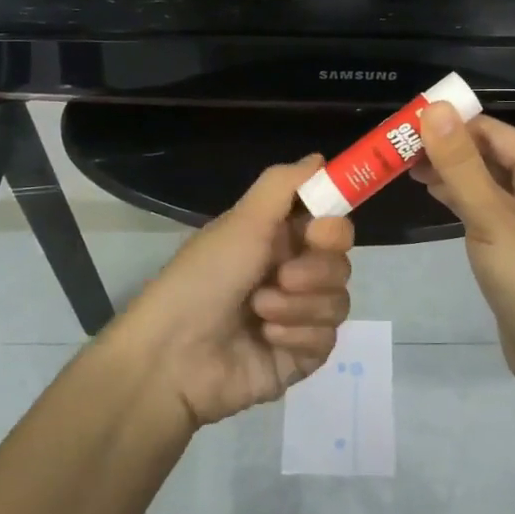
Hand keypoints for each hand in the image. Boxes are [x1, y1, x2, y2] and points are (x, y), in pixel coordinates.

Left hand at [112, 157, 354, 426]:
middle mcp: (292, 274)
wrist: (173, 356)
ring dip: (299, 305)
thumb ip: (284, 185)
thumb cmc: (204, 278)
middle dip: (315, 271)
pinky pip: (326, 339)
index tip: (317, 232)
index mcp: (278, 240)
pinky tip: (266, 338)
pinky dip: (297, 336)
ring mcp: (298, 317)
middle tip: (282, 277)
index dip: (333, 228)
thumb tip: (320, 157)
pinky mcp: (300, 356)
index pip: (330, 225)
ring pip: (338, 302)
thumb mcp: (242, 222)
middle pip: (340, 264)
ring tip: (259, 311)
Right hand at [413, 104, 514, 383]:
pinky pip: (484, 206)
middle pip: (489, 153)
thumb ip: (460, 163)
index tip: (405, 122)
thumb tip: (435, 109)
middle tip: (396, 146)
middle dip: (446, 147)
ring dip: (448, 171)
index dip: (451, 123)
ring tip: (403, 164)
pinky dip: (458, 196)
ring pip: (483, 180)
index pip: (493, 131)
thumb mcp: (492, 216)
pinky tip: (430, 191)